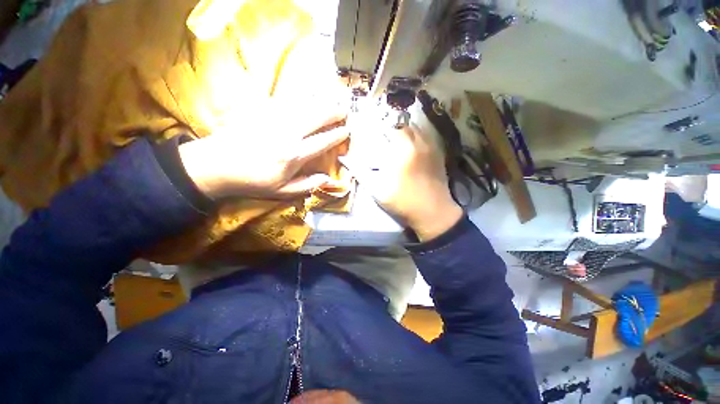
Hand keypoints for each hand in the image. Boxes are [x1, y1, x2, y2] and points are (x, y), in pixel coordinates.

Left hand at [178, 110, 347, 199]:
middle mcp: (288, 134)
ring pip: (303, 106)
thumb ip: (308, 185)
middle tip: (345, 110)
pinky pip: (286, 100)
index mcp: (294, 155)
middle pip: (316, 118)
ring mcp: (274, 120)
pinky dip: (301, 96)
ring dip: (321, 101)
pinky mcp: (262, 112)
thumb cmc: (252, 182)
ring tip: (333, 99)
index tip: (347, 131)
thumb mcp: (282, 191)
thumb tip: (328, 179)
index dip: (337, 135)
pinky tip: (308, 94)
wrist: (216, 165)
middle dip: (334, 112)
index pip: (322, 141)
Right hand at [360, 125, 462, 240]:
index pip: (389, 126)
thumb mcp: (377, 190)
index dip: (379, 124)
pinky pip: (426, 136)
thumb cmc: (402, 202)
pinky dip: (416, 135)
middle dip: (392, 125)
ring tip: (396, 136)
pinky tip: (410, 145)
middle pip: (404, 123)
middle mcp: (419, 143)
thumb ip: (360, 172)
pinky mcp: (439, 154)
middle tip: (383, 133)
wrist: (433, 212)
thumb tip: (345, 159)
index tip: (372, 129)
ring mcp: (431, 147)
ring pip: (417, 128)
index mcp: (402, 150)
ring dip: (405, 128)